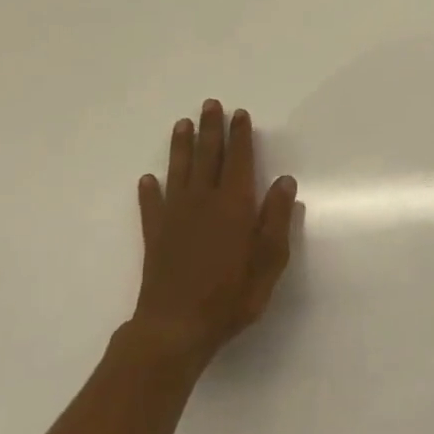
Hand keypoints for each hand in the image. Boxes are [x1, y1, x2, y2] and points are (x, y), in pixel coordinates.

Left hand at [127, 100, 297, 373]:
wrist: (175, 329)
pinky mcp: (155, 236)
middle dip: (211, 130)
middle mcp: (203, 203)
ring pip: (179, 173)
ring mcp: (175, 218)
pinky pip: (152, 206)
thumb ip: (276, 219)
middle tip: (210, 105)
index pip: (239, 161)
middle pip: (207, 158)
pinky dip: (150, 191)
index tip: (240, 114)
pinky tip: (149, 179)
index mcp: (234, 206)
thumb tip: (284, 181)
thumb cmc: (231, 296)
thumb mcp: (269, 260)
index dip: (240, 137)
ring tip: (182, 124)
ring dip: (181, 147)